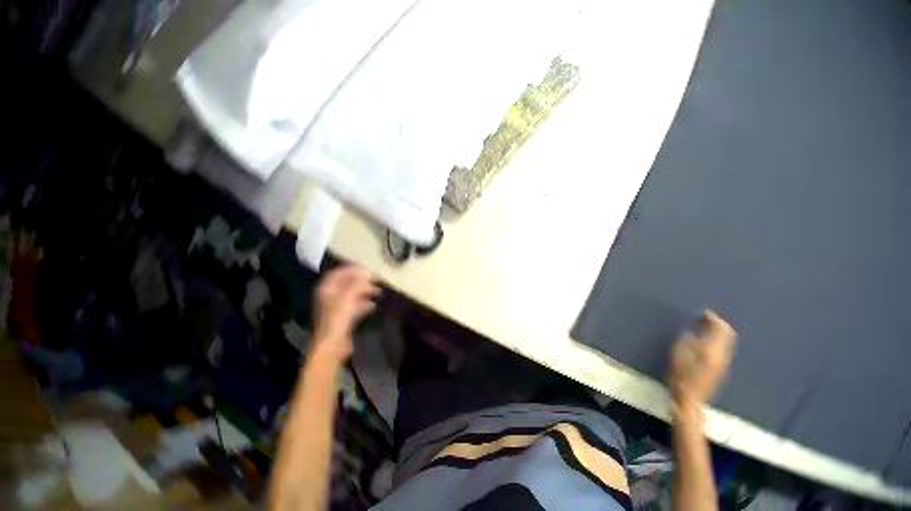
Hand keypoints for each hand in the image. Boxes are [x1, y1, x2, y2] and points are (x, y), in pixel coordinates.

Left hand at [311, 265, 379, 363]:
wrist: (332, 346)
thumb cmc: (337, 320)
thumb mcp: (347, 298)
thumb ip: (357, 284)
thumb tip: (368, 273)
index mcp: (326, 289)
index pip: (339, 273)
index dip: (352, 269)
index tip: (367, 268)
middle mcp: (329, 296)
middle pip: (345, 284)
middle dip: (360, 281)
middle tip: (375, 280)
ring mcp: (335, 309)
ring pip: (351, 295)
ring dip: (363, 292)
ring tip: (377, 291)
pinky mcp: (342, 320)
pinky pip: (354, 307)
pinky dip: (363, 304)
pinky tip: (373, 305)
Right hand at [669, 310, 736, 407]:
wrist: (689, 405)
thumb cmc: (681, 381)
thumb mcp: (678, 357)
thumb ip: (685, 340)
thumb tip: (691, 332)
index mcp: (712, 347)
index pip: (718, 325)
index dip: (711, 317)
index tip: (702, 315)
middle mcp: (722, 352)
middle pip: (727, 332)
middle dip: (719, 325)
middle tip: (709, 322)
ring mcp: (724, 362)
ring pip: (728, 341)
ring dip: (720, 335)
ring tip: (709, 334)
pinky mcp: (722, 371)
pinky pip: (725, 351)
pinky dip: (719, 345)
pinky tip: (709, 349)